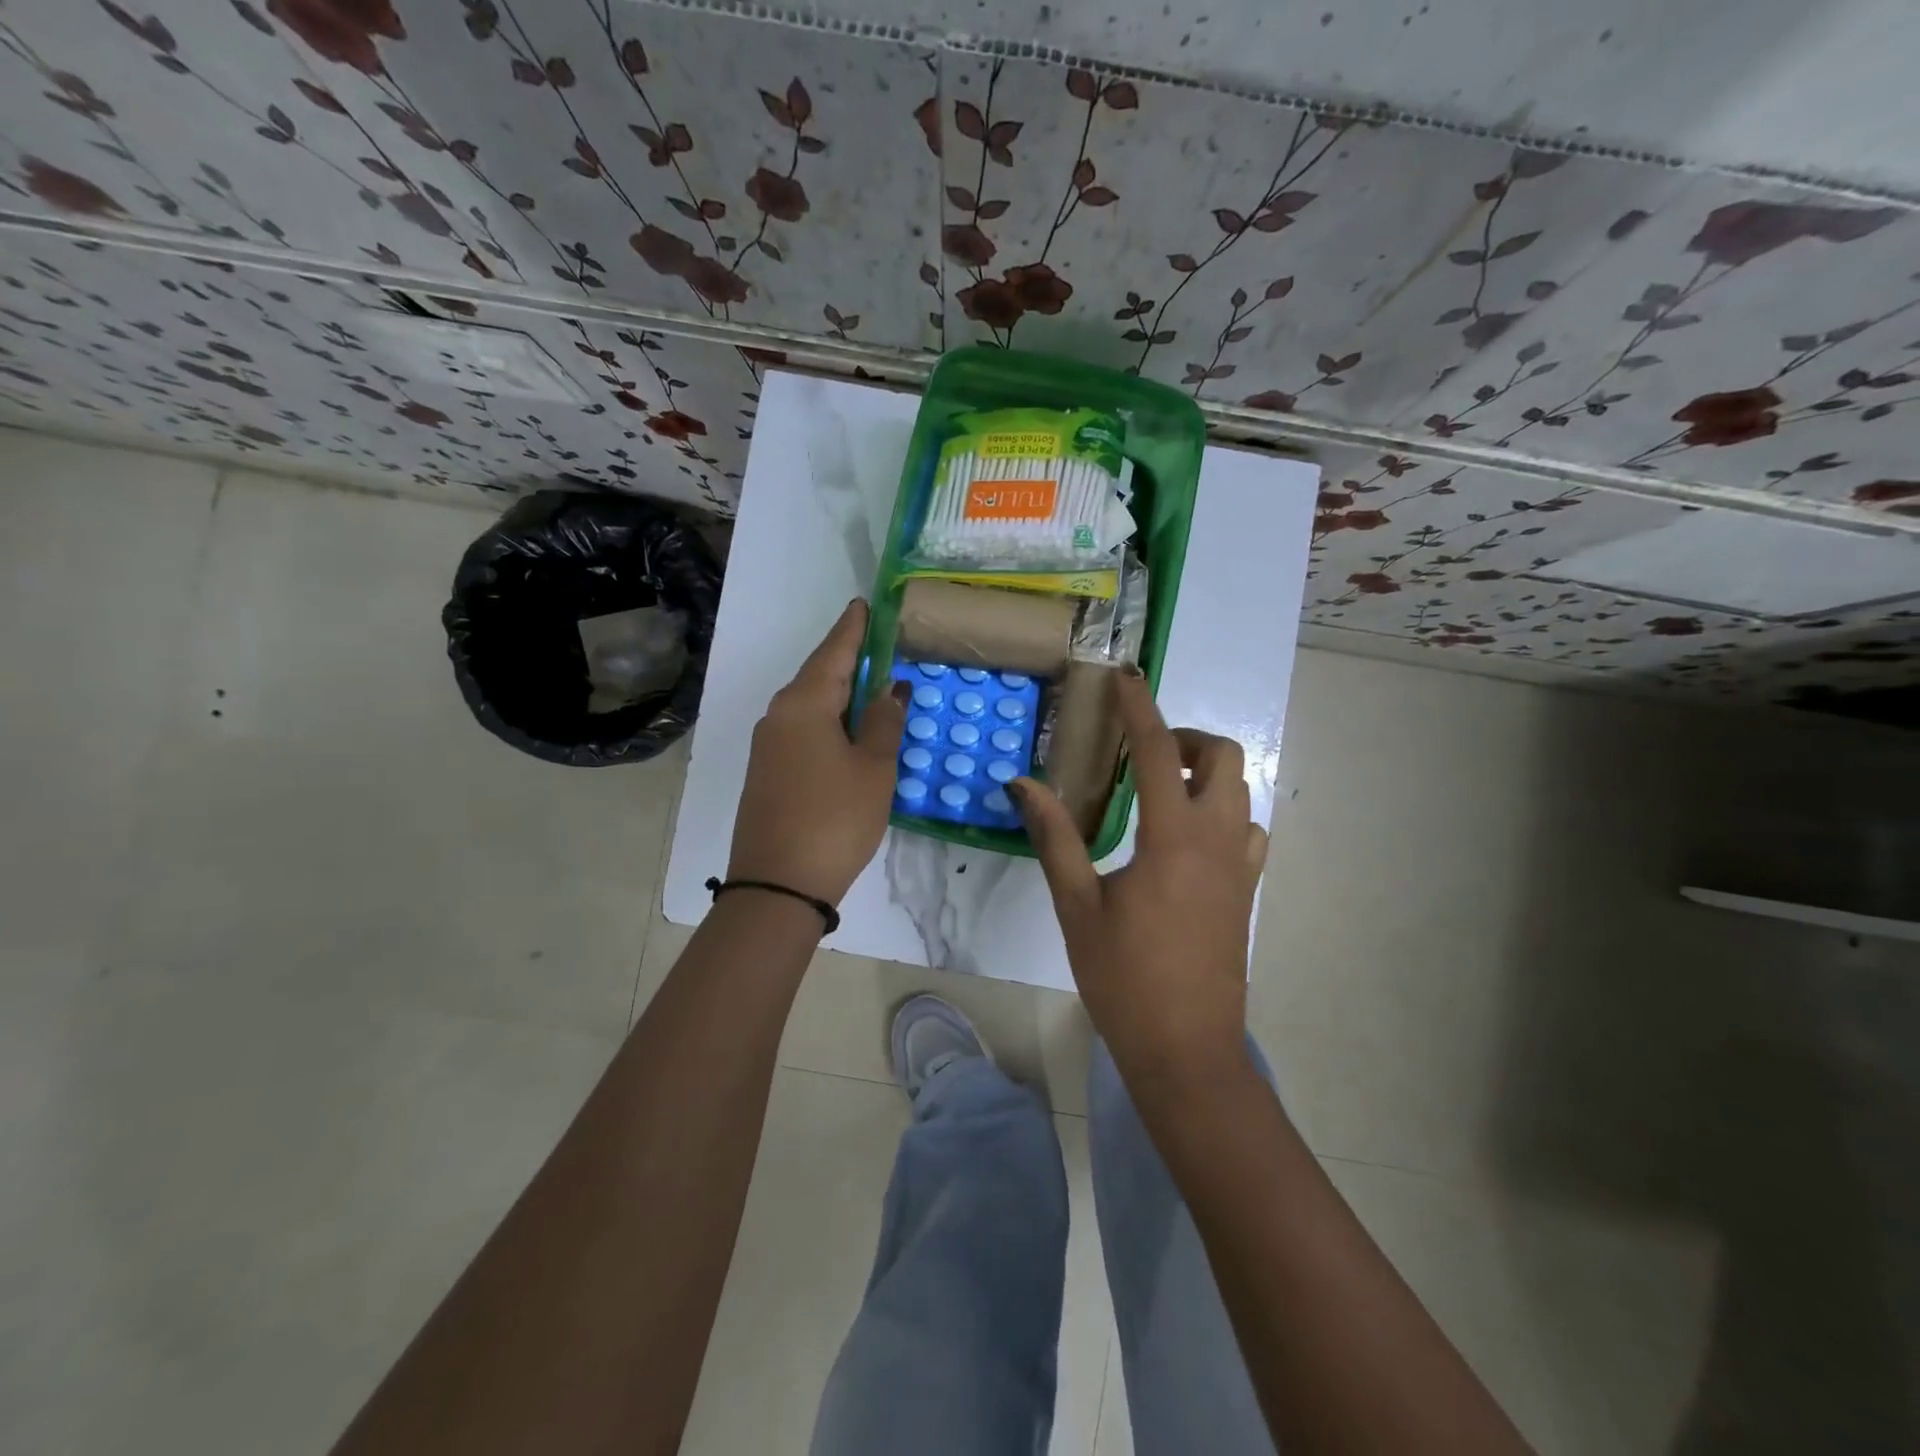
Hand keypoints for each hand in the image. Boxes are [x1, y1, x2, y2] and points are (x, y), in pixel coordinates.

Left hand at [727, 600, 907, 907]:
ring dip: (841, 694)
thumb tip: (890, 688)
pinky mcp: (767, 771)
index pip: (834, 651)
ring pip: (810, 705)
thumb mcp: (873, 768)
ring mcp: (768, 745)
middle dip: (849, 659)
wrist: (778, 885)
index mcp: (804, 703)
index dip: (853, 628)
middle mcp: (778, 715)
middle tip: (881, 644)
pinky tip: (848, 729)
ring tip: (873, 686)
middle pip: (819, 675)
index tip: (865, 604)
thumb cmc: (835, 819)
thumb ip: (883, 722)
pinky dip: (829, 721)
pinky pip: (802, 729)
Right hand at [1013, 672, 1267, 1085]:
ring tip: (1158, 793)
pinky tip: (1184, 839)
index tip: (1125, 677)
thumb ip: (1054, 837)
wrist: (1186, 1049)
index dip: (1139, 708)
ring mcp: (1241, 867)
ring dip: (1206, 774)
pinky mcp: (1246, 892)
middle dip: (1186, 739)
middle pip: (1224, 758)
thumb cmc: (1124, 978)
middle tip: (1141, 755)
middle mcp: (1218, 840)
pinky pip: (1248, 830)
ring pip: (1241, 792)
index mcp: (1173, 837)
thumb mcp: (1078, 905)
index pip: (1158, 751)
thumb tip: (1022, 784)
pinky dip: (1222, 813)